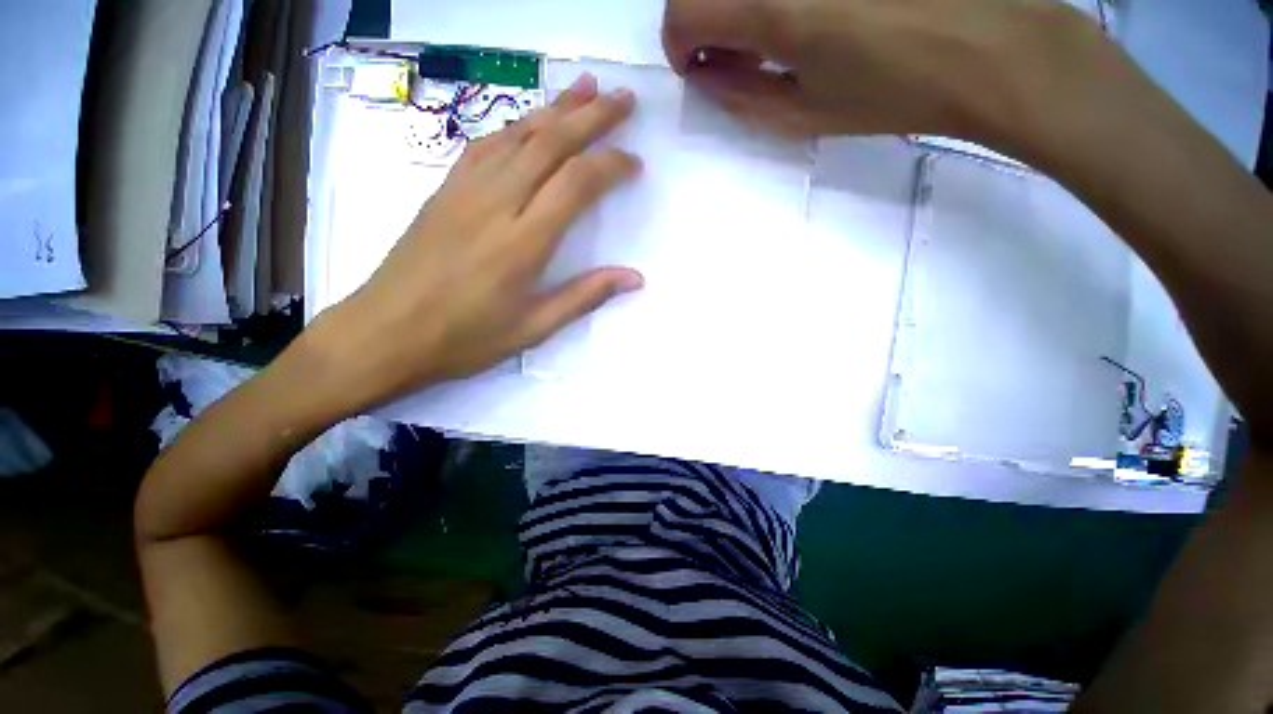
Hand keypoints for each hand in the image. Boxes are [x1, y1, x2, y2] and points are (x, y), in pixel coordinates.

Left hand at [300, 74, 642, 414]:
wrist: (386, 333)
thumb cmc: (465, 338)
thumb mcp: (534, 328)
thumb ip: (585, 296)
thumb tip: (635, 278)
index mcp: (524, 242)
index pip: (576, 183)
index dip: (610, 165)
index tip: (634, 162)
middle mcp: (497, 203)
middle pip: (550, 143)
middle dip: (591, 116)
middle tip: (623, 98)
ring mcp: (465, 191)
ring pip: (517, 135)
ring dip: (555, 109)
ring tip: (585, 88)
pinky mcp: (444, 190)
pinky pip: (484, 146)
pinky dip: (514, 126)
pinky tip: (528, 122)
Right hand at [662, 0, 1117, 143]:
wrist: (990, 44)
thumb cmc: (893, 91)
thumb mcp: (804, 114)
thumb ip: (740, 95)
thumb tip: (704, 73)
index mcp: (773, 8)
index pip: (682, 10)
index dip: (680, 44)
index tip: (701, 66)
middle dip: (703, 17)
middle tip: (731, 49)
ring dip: (740, 3)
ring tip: (775, 31)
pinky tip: (810, 12)